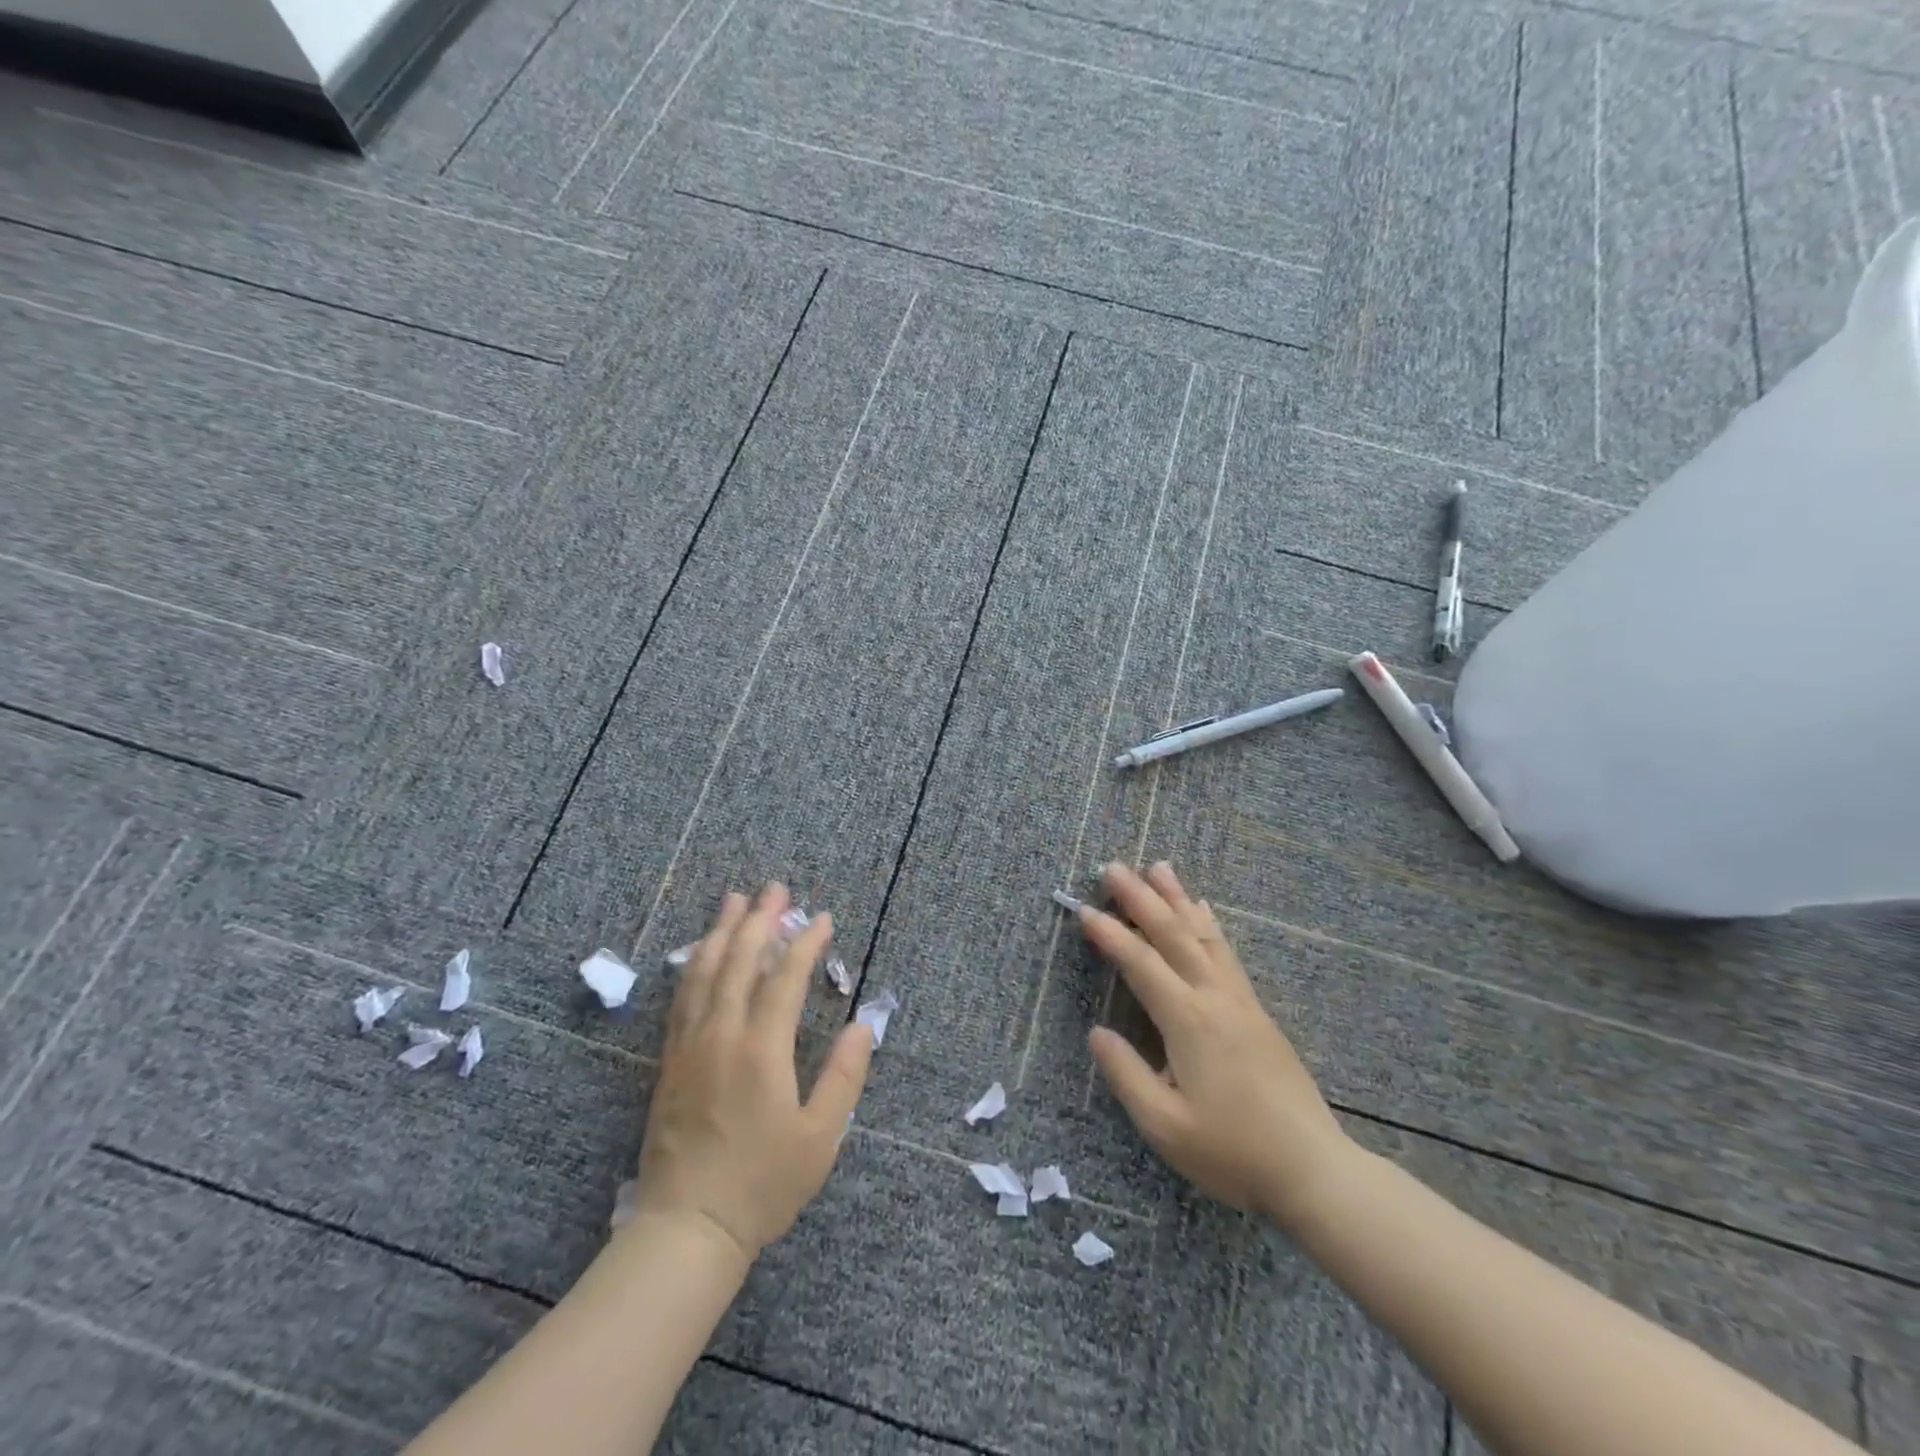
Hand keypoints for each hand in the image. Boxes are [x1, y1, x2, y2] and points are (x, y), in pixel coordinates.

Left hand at [630, 883, 873, 1262]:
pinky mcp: (670, 1061)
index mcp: (762, 1050)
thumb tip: (863, 1026)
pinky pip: (682, 997)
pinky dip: (695, 964)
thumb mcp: (820, 1138)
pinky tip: (701, 951)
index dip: (805, 942)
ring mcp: (690, 1045)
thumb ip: (843, 1077)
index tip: (823, 918)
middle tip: (775, 888)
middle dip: (760, 920)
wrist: (686, 1229)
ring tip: (735, 900)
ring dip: (722, 931)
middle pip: (739, 961)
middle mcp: (722, 1035)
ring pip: (704, 971)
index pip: (784, 977)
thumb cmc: (762, 1186)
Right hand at [1081, 861, 1354, 1226]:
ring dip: (1177, 898)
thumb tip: (1096, 1032)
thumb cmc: (1232, 1152)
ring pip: (1203, 935)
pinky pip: (1226, 952)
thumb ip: (1126, 1074)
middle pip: (1173, 935)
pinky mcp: (1257, 1011)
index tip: (1084, 909)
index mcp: (1188, 1022)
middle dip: (1141, 898)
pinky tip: (1203, 910)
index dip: (1110, 935)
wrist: (1313, 1170)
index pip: (1140, 964)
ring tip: (1158, 867)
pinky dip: (1208, 924)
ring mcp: (1240, 1001)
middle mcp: (1214, 998)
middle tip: (1114, 867)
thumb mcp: (1165, 1126)